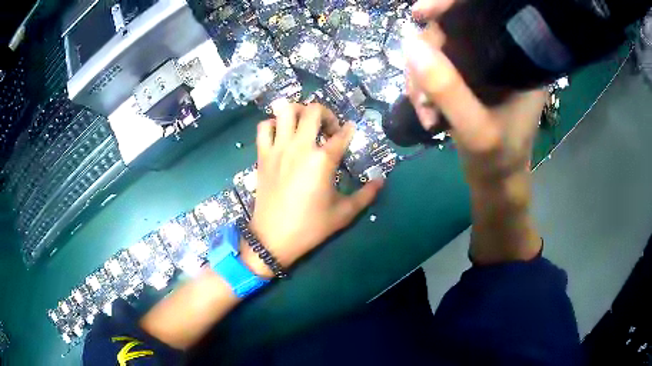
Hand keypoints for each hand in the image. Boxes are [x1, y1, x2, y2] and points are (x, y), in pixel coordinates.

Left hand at [241, 103, 383, 276]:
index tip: (351, 131)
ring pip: (285, 111)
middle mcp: (300, 147)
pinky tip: (282, 134)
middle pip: (313, 111)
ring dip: (299, 112)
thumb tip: (382, 180)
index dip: (349, 130)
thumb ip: (366, 194)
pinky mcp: (262, 155)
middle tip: (329, 129)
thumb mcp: (344, 213)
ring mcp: (278, 149)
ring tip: (305, 125)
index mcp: (322, 160)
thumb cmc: (310, 226)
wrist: (274, 238)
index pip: (341, 134)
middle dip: (326, 114)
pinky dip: (273, 124)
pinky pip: (264, 127)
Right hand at [405, 18, 546, 182]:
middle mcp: (500, 56)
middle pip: (454, 31)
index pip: (484, 16)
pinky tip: (423, 107)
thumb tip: (409, 44)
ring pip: (438, 49)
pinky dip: (422, 84)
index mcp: (518, 61)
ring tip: (421, 109)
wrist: (494, 180)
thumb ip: (448, 90)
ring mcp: (481, 66)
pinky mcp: (467, 77)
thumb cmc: (498, 160)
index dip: (451, 7)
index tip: (420, 13)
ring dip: (420, 76)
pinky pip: (435, 65)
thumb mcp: (476, 132)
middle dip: (427, 57)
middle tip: (418, 95)